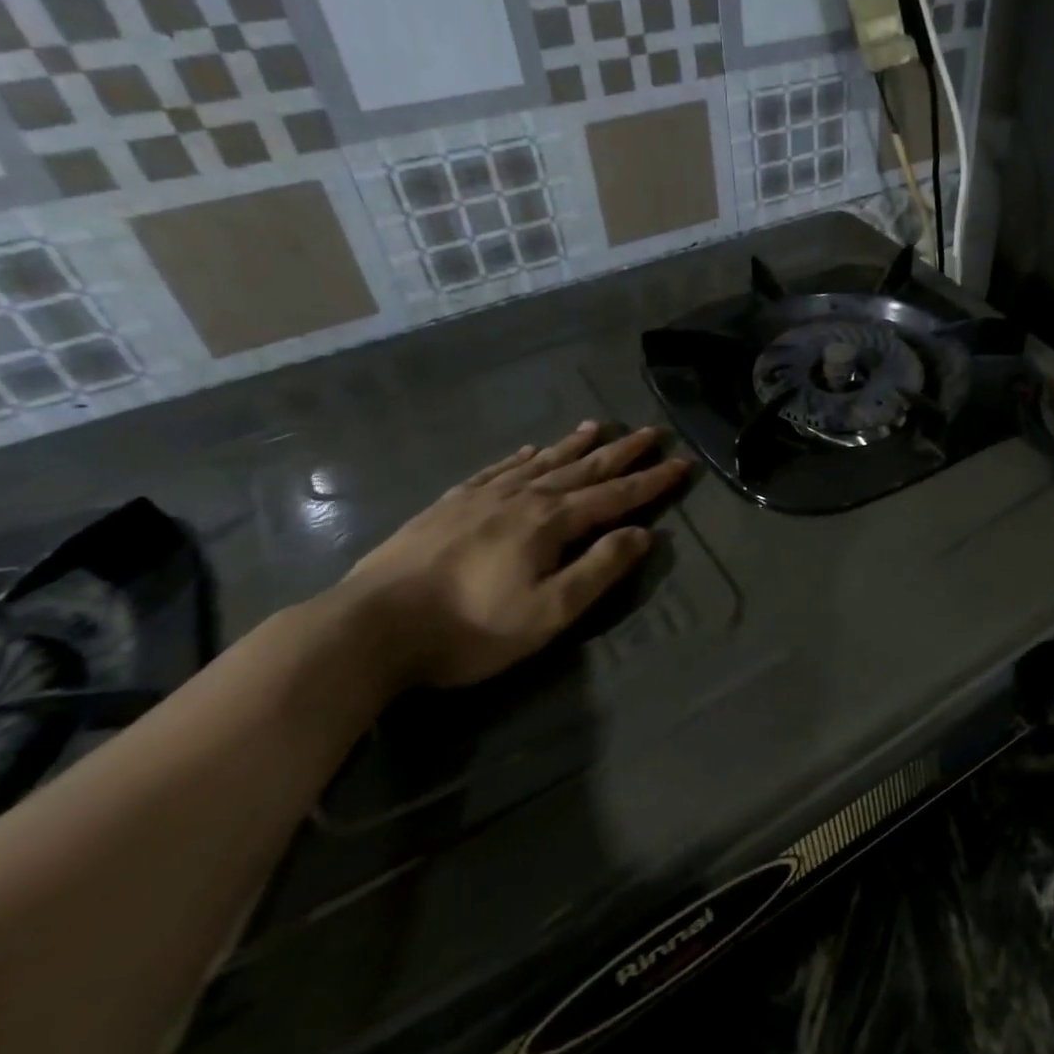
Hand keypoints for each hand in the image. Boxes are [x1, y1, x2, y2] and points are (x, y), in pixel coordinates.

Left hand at [340, 423, 690, 689]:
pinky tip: (527, 450)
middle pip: (583, 469)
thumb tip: (643, 534)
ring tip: (598, 426)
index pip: (615, 495)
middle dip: (621, 451)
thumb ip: (599, 569)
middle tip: (650, 431)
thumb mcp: (549, 612)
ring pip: (541, 462)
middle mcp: (522, 498)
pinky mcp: (448, 506)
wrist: (371, 627)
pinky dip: (520, 458)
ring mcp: (481, 497)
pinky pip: (496, 470)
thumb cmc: (471, 628)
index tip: (681, 463)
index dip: (651, 481)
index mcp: (550, 522)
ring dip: (574, 445)